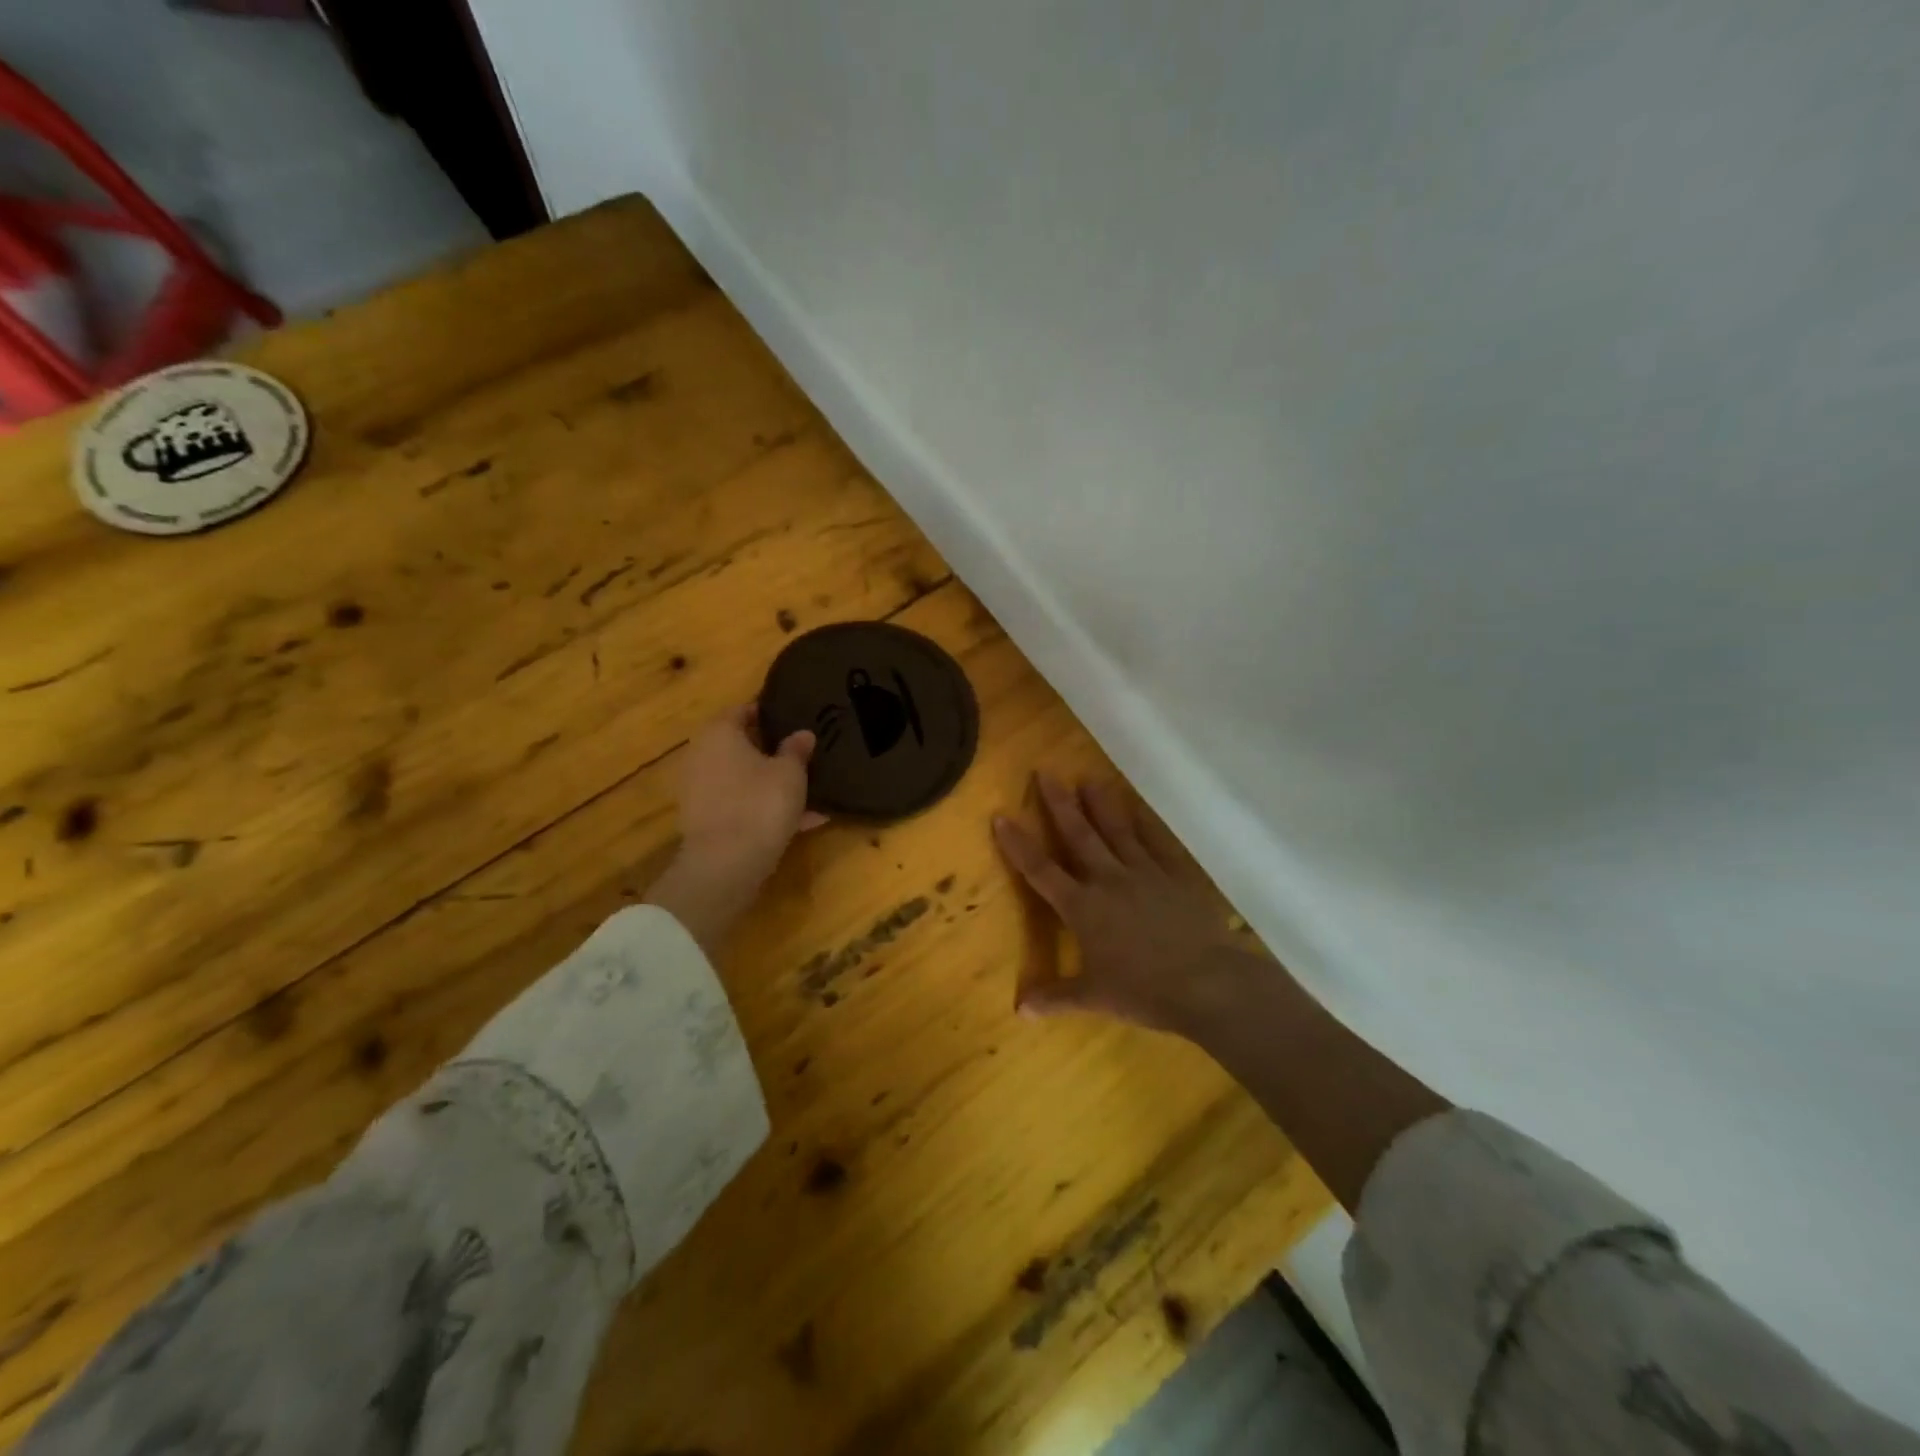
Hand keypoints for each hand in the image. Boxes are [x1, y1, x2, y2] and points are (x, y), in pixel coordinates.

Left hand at [677, 703, 826, 878]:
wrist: (726, 864)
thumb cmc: (760, 803)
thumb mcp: (791, 773)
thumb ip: (797, 749)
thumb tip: (802, 733)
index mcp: (719, 733)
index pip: (743, 710)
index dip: (768, 712)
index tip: (793, 718)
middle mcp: (702, 756)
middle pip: (740, 745)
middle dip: (770, 750)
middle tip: (802, 754)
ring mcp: (699, 790)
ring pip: (742, 778)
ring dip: (770, 783)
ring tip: (809, 792)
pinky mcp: (704, 820)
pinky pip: (740, 805)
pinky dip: (764, 809)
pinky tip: (801, 822)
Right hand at [993, 775, 1250, 1034]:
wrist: (1206, 983)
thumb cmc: (1144, 991)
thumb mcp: (1095, 999)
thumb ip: (1056, 997)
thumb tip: (1019, 1009)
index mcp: (1083, 908)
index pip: (1041, 871)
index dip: (1018, 845)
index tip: (1001, 816)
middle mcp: (1108, 880)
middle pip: (1078, 835)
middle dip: (1059, 804)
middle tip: (1045, 773)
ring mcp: (1144, 872)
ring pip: (1117, 830)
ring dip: (1100, 804)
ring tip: (1088, 780)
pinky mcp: (1176, 875)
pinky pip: (1157, 842)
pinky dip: (1145, 823)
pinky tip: (1138, 807)